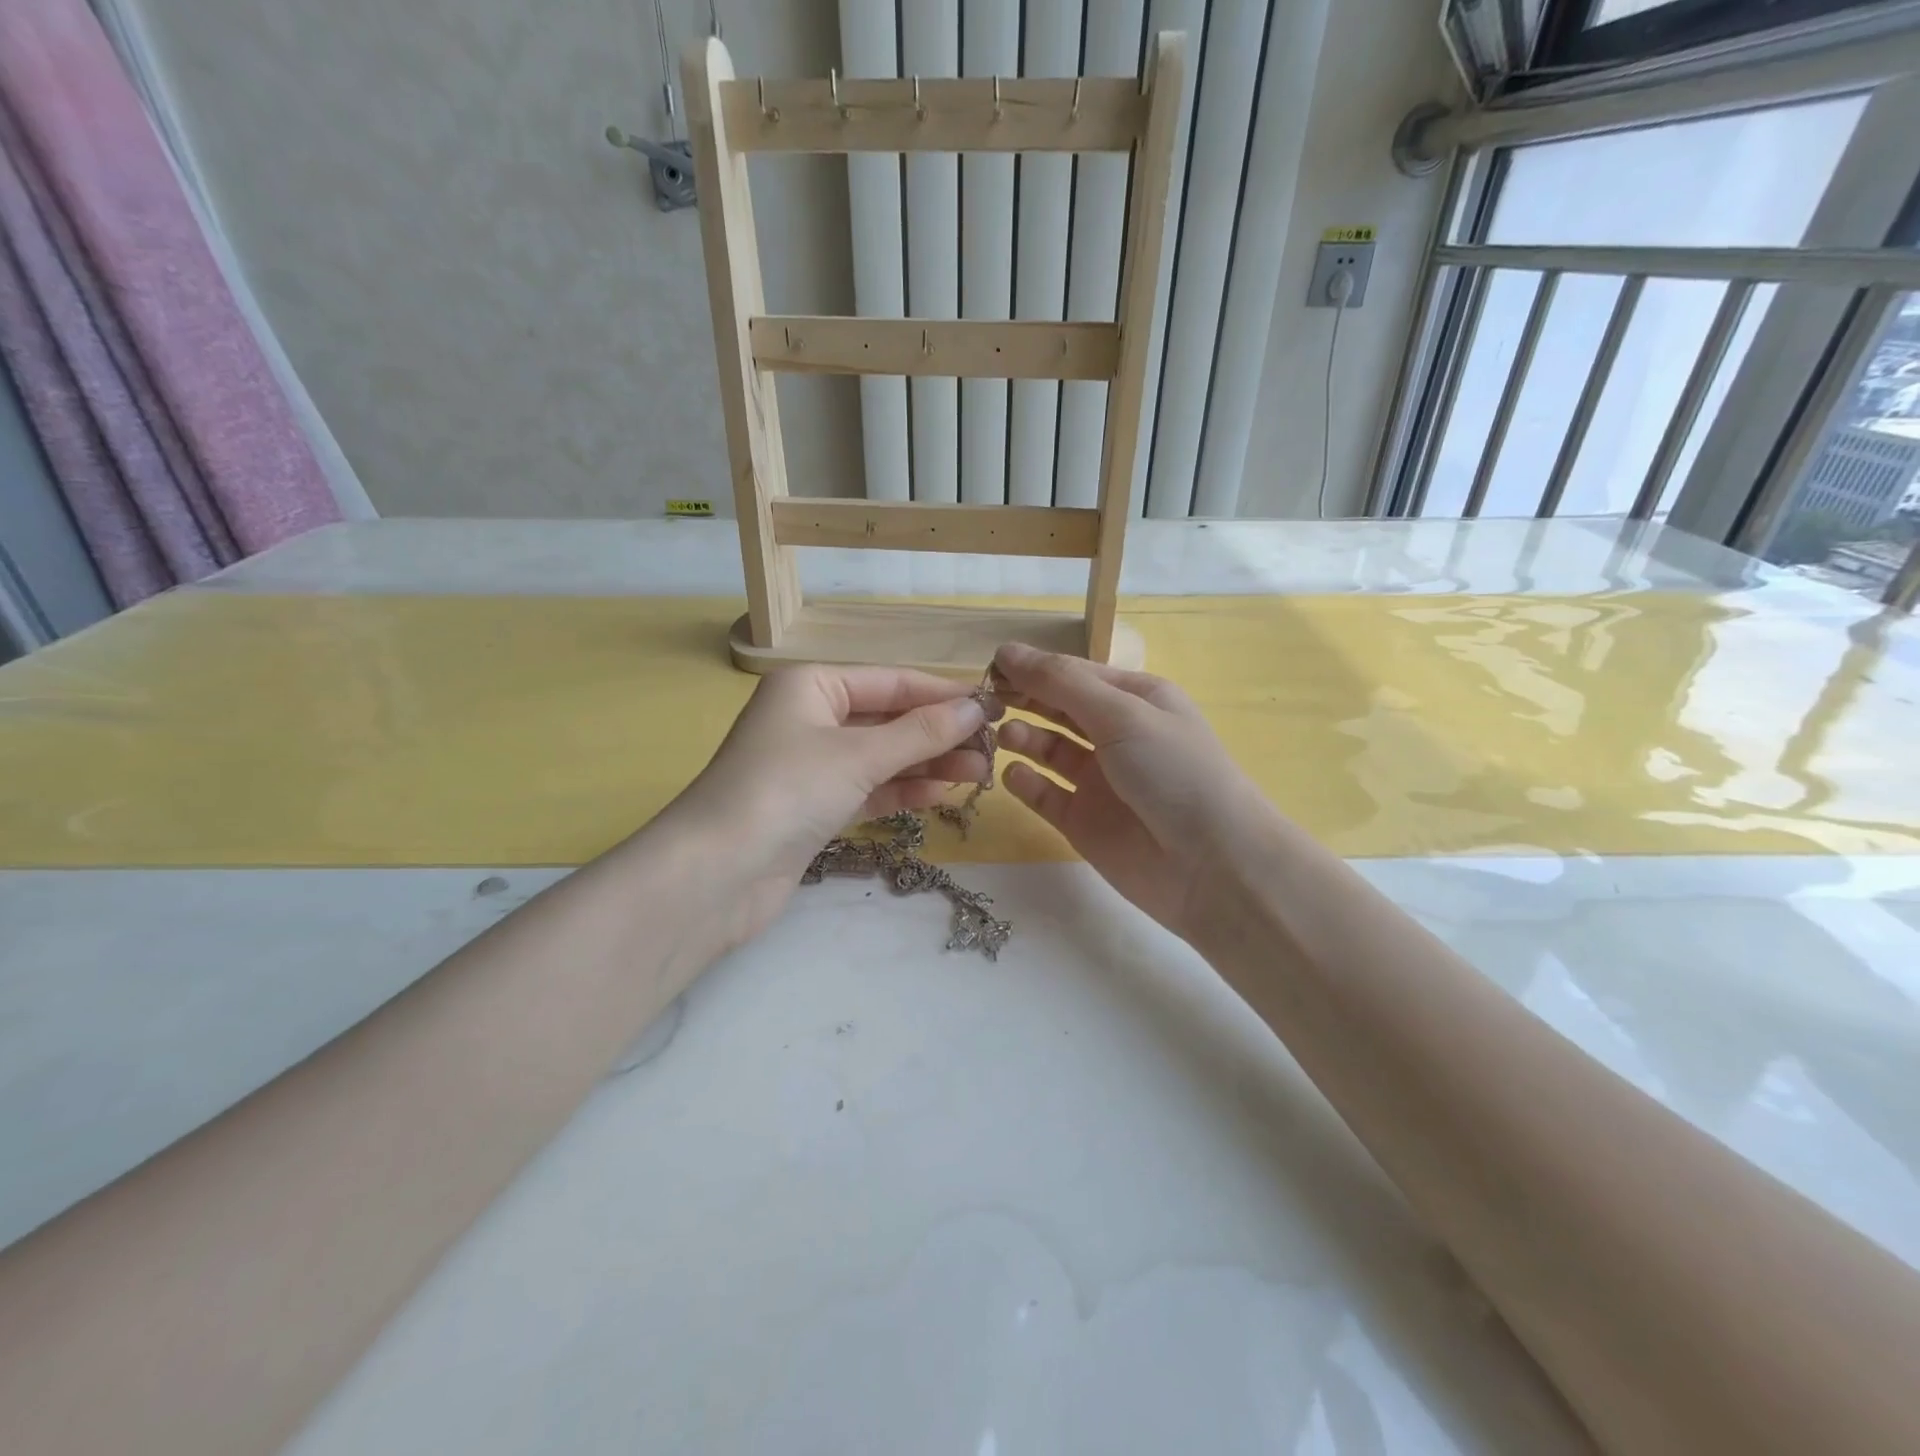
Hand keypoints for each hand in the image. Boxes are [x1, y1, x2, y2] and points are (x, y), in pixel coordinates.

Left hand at [647, 664, 997, 950]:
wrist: (717, 874)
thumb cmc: (786, 790)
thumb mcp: (859, 754)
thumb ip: (921, 732)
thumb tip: (975, 708)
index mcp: (811, 685)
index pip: (891, 681)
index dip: (943, 694)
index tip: (993, 707)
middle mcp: (809, 718)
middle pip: (888, 719)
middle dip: (939, 733)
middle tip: (993, 748)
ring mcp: (810, 765)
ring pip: (881, 756)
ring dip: (928, 763)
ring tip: (981, 773)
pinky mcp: (813, 807)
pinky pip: (868, 788)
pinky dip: (902, 789)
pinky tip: (940, 792)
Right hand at [992, 642, 1281, 945]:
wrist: (1213, 865)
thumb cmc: (1173, 771)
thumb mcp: (1122, 713)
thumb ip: (1062, 683)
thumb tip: (1008, 650)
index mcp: (1135, 700)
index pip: (1074, 673)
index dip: (1034, 667)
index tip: (990, 665)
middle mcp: (1116, 735)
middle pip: (1059, 708)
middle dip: (1025, 699)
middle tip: (985, 700)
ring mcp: (1099, 780)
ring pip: (1049, 750)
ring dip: (1024, 738)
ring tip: (1004, 736)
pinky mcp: (1084, 821)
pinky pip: (1046, 794)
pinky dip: (1027, 783)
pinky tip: (1014, 775)